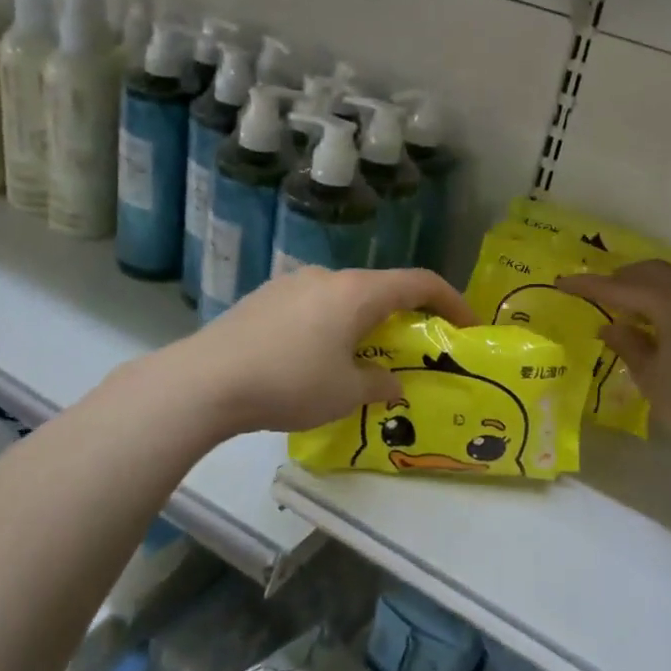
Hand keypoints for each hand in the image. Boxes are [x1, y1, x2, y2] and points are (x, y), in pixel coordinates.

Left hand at [178, 267, 476, 435]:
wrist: (205, 381)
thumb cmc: (289, 384)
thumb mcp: (346, 393)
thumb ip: (379, 384)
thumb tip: (392, 383)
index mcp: (356, 293)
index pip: (419, 282)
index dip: (451, 301)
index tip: (466, 326)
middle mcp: (326, 277)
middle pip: (380, 289)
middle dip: (403, 317)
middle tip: (411, 351)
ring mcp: (290, 284)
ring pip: (343, 298)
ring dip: (363, 323)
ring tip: (359, 360)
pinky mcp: (263, 299)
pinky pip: (312, 307)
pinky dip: (330, 326)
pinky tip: (313, 360)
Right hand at [557, 261, 670, 458]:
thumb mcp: (649, 375)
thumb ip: (627, 344)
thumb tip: (609, 327)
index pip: (622, 287)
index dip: (590, 285)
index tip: (563, 282)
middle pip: (652, 271)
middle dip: (621, 277)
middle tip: (596, 292)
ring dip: (649, 281)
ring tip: (629, 301)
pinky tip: (663, 314)